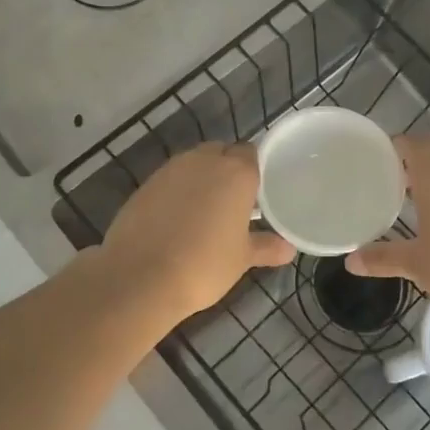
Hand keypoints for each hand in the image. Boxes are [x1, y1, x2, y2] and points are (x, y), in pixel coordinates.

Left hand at [98, 143, 294, 325]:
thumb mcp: (241, 259)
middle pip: (221, 152)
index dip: (254, 170)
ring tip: (205, 212)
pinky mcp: (145, 184)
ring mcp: (170, 170)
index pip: (251, 153)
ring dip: (201, 179)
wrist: (140, 276)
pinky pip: (170, 179)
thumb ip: (266, 247)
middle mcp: (203, 161)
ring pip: (193, 164)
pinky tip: (177, 219)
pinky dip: (177, 191)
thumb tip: (288, 249)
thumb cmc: (204, 265)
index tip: (257, 193)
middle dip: (227, 170)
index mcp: (236, 172)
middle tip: (234, 202)